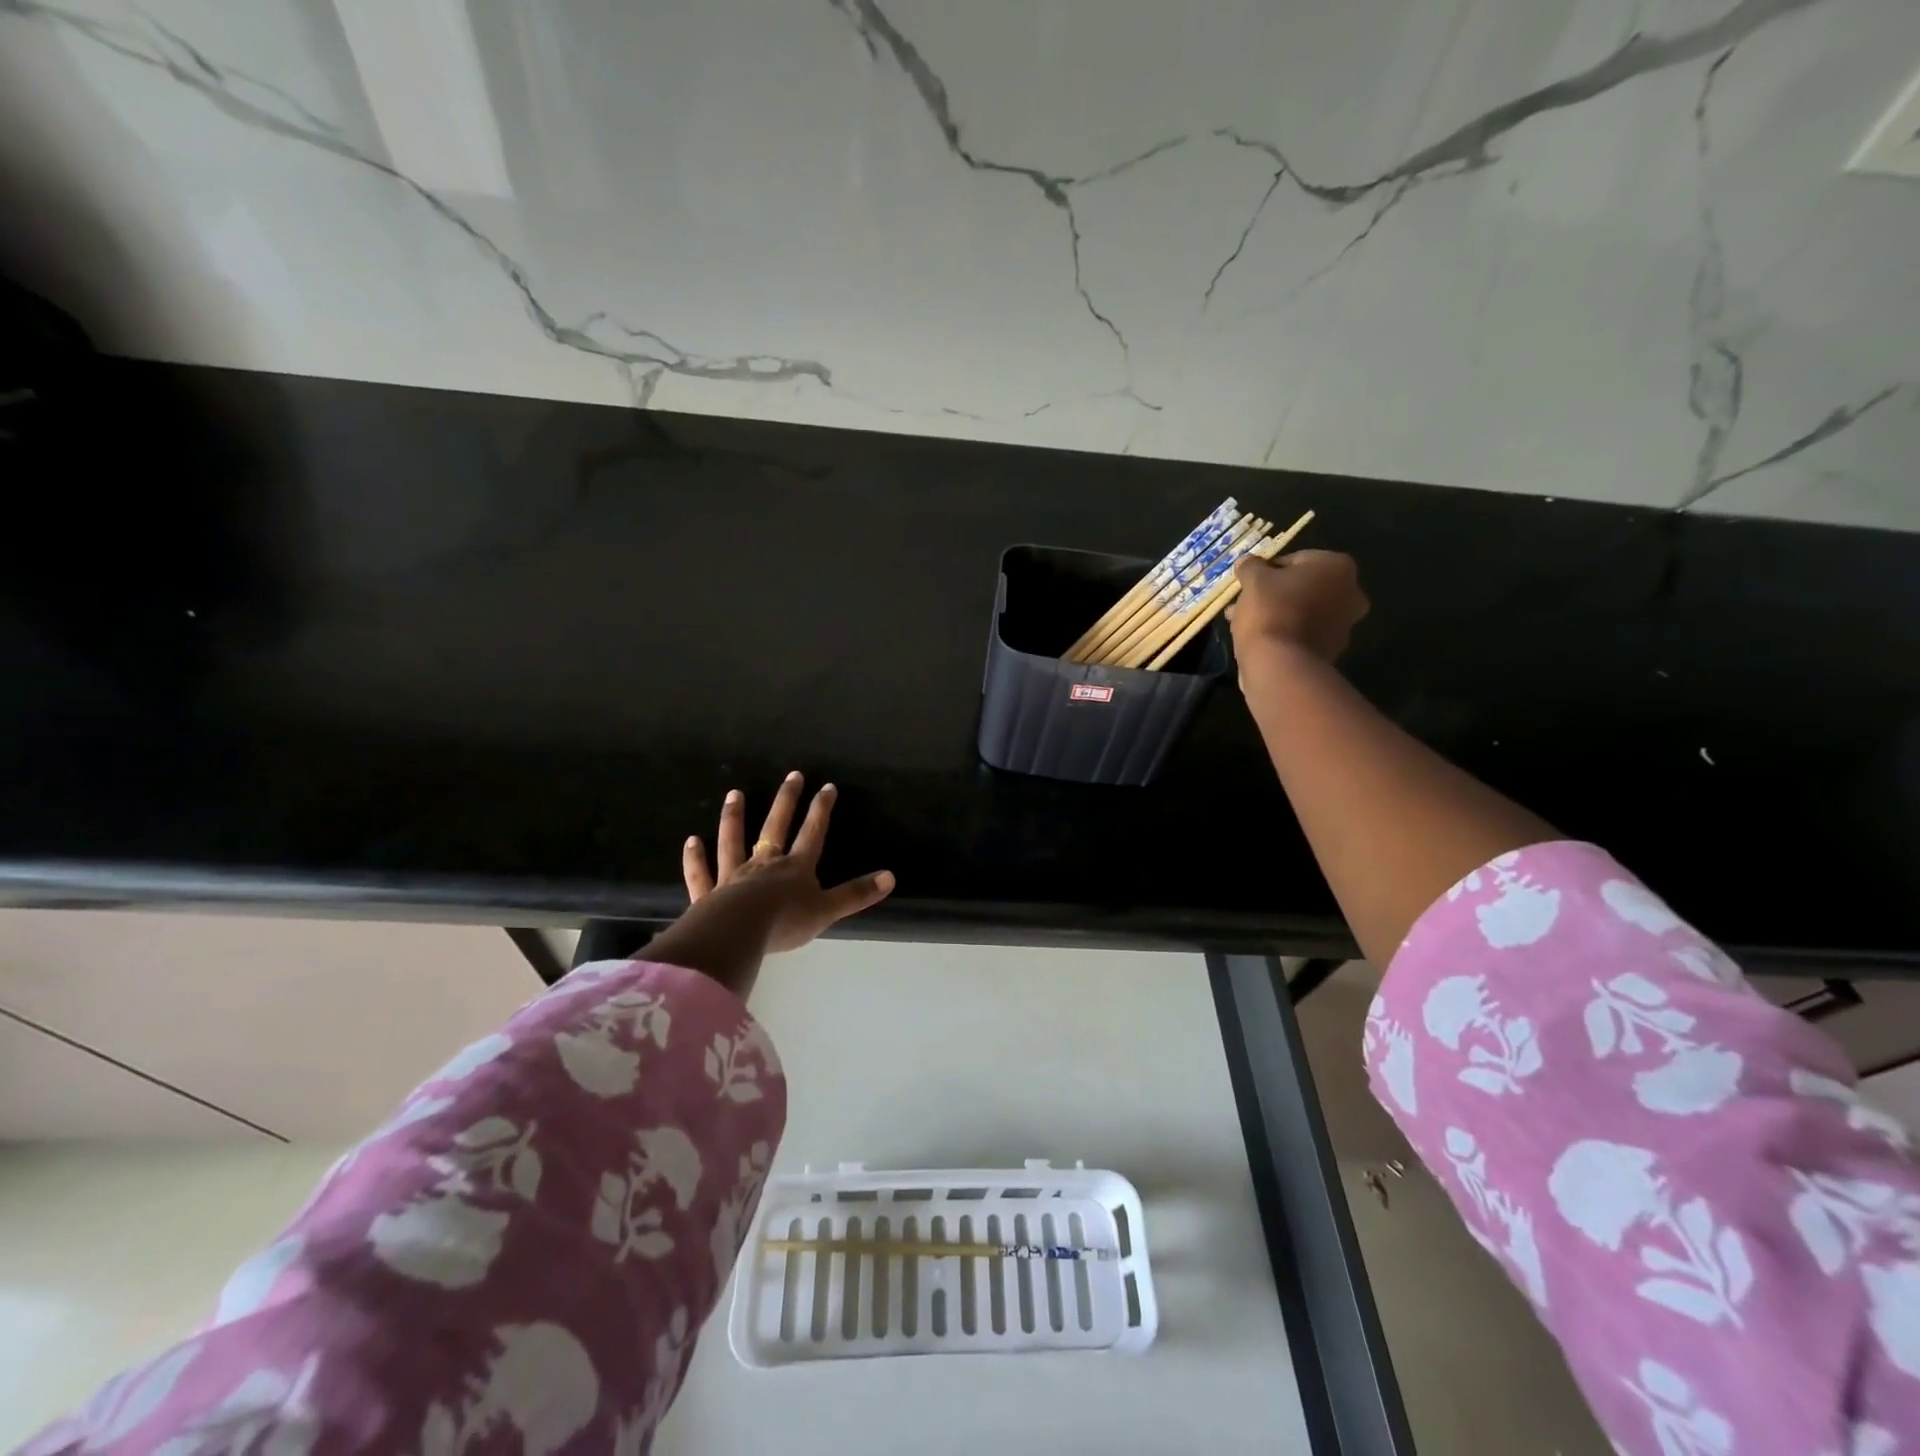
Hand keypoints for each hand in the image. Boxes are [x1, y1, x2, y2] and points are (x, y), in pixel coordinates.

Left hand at [681, 771, 894, 954]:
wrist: (738, 933)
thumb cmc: (785, 922)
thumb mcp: (827, 910)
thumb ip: (856, 894)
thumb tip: (891, 877)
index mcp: (795, 867)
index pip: (812, 832)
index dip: (822, 809)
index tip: (827, 786)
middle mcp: (765, 863)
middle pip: (776, 826)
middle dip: (787, 800)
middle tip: (792, 775)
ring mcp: (734, 876)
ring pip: (733, 841)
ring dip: (734, 818)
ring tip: (735, 794)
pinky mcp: (708, 895)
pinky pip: (701, 873)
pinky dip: (695, 858)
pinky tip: (691, 841)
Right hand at [1230, 549, 1368, 664]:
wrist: (1281, 664)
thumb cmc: (1271, 610)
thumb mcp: (1253, 580)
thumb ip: (1251, 566)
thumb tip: (1247, 562)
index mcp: (1337, 567)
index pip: (1295, 560)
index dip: (1267, 571)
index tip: (1248, 584)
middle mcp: (1351, 593)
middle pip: (1302, 587)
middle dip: (1272, 594)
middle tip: (1245, 603)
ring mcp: (1344, 625)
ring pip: (1301, 612)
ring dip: (1275, 614)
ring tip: (1242, 623)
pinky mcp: (1330, 651)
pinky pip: (1302, 634)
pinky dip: (1283, 633)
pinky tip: (1256, 639)